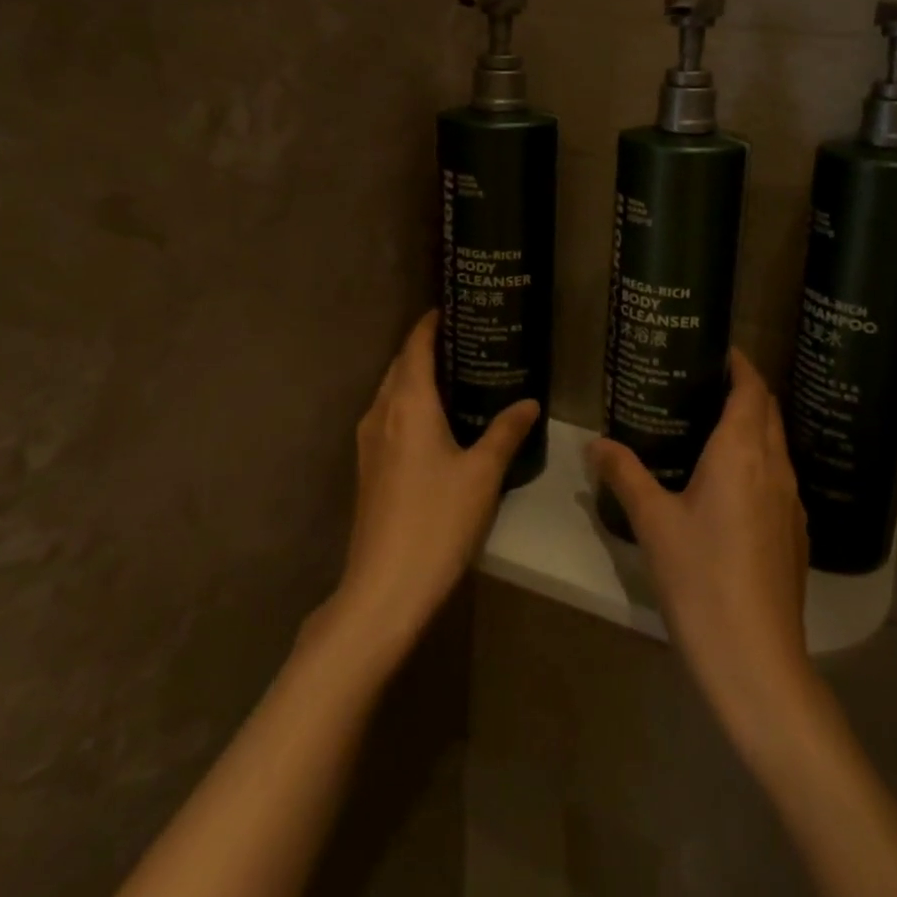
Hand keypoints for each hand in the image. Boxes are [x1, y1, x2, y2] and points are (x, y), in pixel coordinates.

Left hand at [326, 312, 538, 664]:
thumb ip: (505, 432)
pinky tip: (435, 420)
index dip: (430, 324)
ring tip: (454, 374)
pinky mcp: (368, 468)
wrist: (383, 588)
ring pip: (391, 392)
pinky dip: (409, 403)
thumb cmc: (437, 522)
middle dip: (425, 347)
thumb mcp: (482, 474)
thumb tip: (529, 401)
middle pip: (399, 366)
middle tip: (465, 339)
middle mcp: (381, 414)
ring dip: (415, 376)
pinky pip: (388, 416)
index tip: (452, 307)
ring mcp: (368, 442)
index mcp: (408, 404)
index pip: (415, 347)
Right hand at [588, 350, 816, 746]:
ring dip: (754, 426)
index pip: (752, 389)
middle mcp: (775, 467)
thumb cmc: (700, 577)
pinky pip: (779, 477)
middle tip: (705, 384)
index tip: (718, 350)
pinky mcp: (795, 533)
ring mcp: (791, 502)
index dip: (740, 364)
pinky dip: (759, 461)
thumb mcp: (652, 521)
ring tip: (713, 427)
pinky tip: (730, 485)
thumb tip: (594, 442)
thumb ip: (624, 474)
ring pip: (777, 445)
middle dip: (746, 390)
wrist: (756, 659)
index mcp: (742, 451)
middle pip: (769, 412)